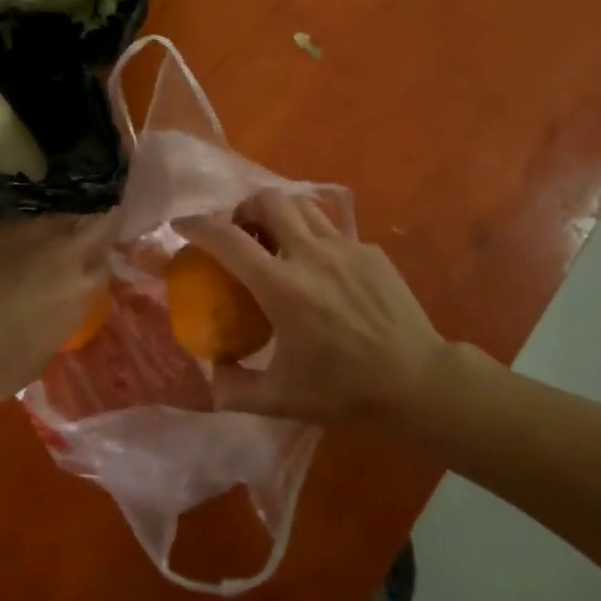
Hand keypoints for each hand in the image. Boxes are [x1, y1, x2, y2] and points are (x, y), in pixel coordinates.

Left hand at [0, 213, 114, 404]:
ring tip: (51, 233)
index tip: (98, 259)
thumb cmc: (1, 366)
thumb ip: (62, 315)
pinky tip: (16, 240)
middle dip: (97, 221)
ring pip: (58, 213)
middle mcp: (63, 251)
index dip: (103, 257)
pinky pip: (22, 219)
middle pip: (95, 218)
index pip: (107, 258)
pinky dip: (25, 227)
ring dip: (60, 222)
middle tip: (89, 229)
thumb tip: (56, 306)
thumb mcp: (49, 346)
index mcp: (82, 285)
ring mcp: (29, 233)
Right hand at [180, 192, 454, 423]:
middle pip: (269, 200)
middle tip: (241, 231)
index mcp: (282, 287)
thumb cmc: (345, 390)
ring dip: (280, 214)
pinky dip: (315, 238)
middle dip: (245, 207)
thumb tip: (210, 375)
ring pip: (302, 206)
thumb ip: (236, 389)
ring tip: (277, 240)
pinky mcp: (371, 251)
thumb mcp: (281, 399)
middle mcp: (310, 254)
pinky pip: (333, 230)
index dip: (198, 226)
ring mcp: (345, 247)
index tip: (182, 225)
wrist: (418, 382)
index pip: (228, 239)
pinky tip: (322, 270)